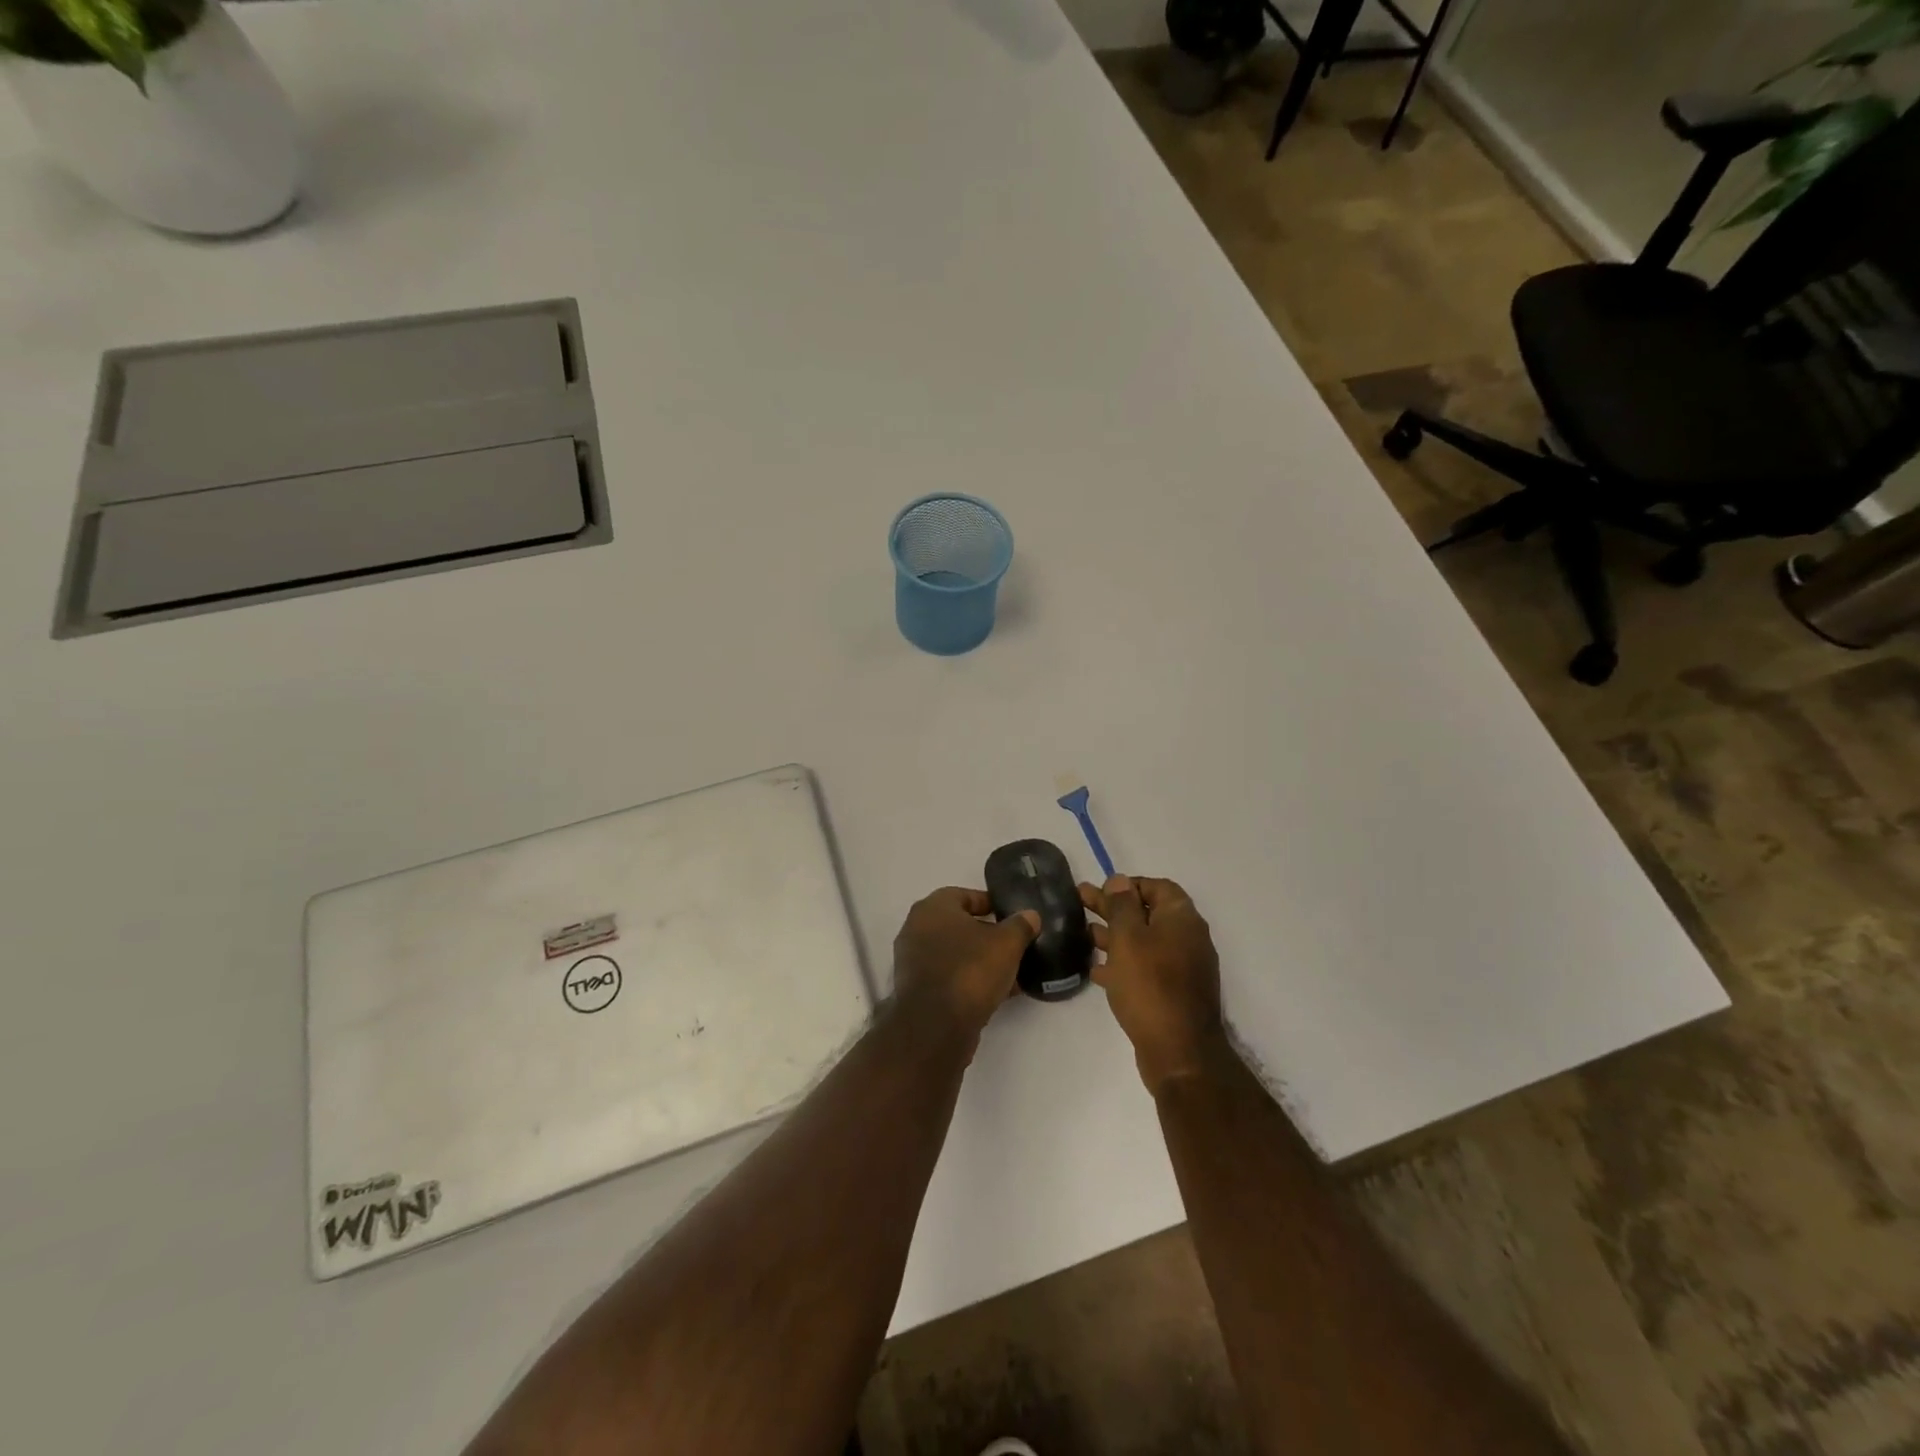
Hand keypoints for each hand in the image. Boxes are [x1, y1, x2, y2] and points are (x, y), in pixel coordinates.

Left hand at [891, 888, 1039, 1045]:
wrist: (936, 1026)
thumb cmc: (970, 970)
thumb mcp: (1007, 943)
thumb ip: (1021, 925)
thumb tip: (1030, 915)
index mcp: (933, 908)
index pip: (964, 895)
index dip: (991, 903)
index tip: (1012, 916)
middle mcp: (917, 929)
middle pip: (959, 925)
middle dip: (988, 935)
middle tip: (1014, 944)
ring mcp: (914, 961)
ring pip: (955, 953)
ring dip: (980, 960)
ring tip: (1012, 971)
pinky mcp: (917, 990)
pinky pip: (949, 976)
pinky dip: (970, 980)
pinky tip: (997, 992)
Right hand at [1081, 875, 1224, 1093]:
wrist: (1179, 1052)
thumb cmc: (1150, 985)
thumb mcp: (1128, 938)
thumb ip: (1121, 906)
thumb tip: (1119, 880)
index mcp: (1182, 918)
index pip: (1157, 887)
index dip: (1128, 885)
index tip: (1100, 890)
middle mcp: (1187, 938)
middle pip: (1147, 913)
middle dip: (1113, 907)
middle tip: (1080, 901)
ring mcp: (1183, 968)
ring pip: (1144, 941)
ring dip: (1114, 935)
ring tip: (1083, 934)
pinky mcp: (1173, 993)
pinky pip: (1145, 968)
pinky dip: (1122, 963)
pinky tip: (1096, 969)